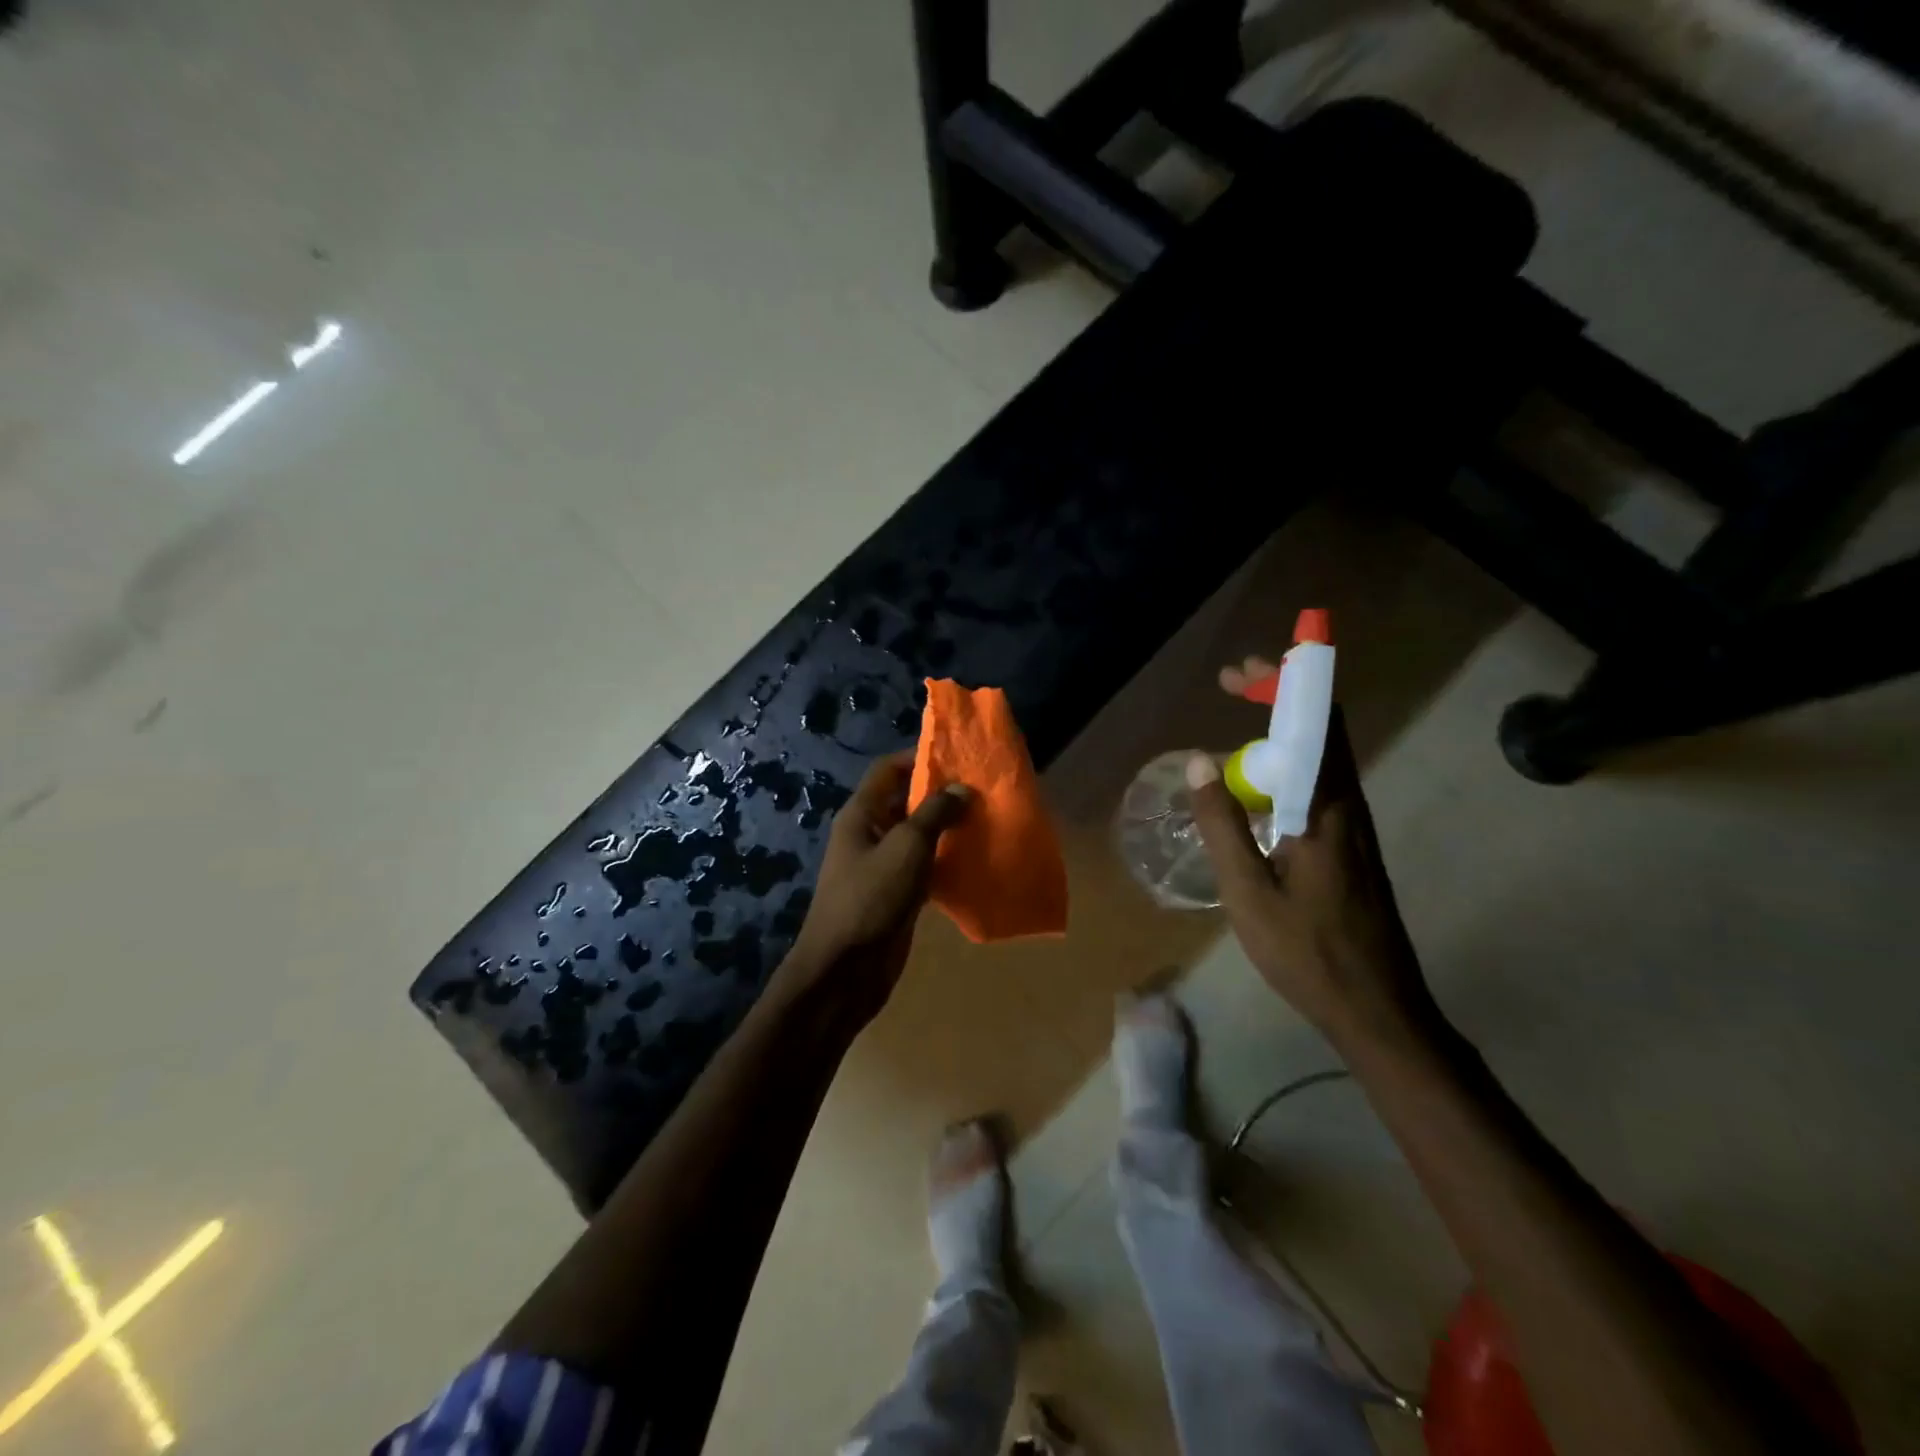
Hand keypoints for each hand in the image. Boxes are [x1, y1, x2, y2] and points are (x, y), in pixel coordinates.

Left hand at [790, 751, 970, 1023]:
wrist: (845, 969)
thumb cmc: (871, 898)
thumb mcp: (907, 848)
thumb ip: (935, 813)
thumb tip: (962, 788)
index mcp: (862, 814)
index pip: (888, 770)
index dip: (918, 758)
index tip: (958, 758)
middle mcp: (869, 834)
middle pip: (905, 801)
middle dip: (941, 795)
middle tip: (982, 791)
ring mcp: (882, 866)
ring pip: (917, 836)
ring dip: (947, 829)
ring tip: (986, 821)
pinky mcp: (896, 894)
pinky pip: (923, 867)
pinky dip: (946, 860)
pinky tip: (975, 860)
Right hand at [1185, 700, 1440, 1050]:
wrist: (1378, 1009)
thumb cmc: (1308, 953)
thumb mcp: (1248, 893)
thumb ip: (1223, 825)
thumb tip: (1198, 762)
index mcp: (1327, 809)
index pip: (1315, 722)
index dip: (1283, 683)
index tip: (1241, 670)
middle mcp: (1349, 805)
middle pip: (1323, 727)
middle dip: (1279, 693)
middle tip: (1233, 683)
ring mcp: (1355, 827)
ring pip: (1323, 755)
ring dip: (1284, 726)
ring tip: (1238, 723)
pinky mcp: (1352, 847)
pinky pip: (1320, 783)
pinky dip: (1288, 762)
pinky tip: (1257, 788)